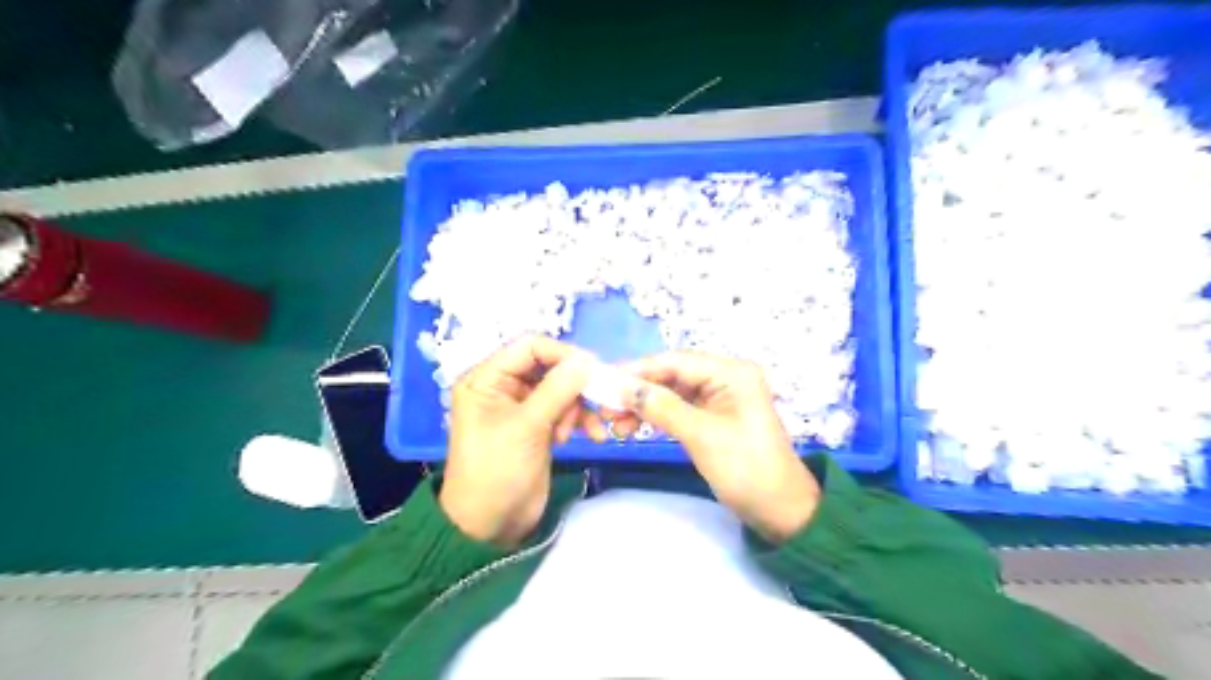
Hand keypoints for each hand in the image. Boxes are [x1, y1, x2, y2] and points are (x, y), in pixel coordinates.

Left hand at [443, 338, 609, 548]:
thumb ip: (557, 390)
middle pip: (549, 367)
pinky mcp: (538, 426)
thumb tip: (587, 361)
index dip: (563, 353)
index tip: (594, 368)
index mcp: (487, 379)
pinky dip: (579, 420)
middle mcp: (503, 386)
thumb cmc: (497, 471)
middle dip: (574, 384)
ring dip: (578, 406)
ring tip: (582, 432)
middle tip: (599, 399)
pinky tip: (591, 436)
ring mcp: (522, 407)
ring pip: (561, 389)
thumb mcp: (526, 427)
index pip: (529, 347)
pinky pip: (564, 410)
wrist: (491, 526)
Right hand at [611, 351, 817, 542]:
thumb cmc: (746, 469)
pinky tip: (635, 427)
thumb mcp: (701, 436)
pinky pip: (679, 407)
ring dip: (644, 405)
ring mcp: (720, 396)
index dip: (638, 371)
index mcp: (731, 372)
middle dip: (638, 391)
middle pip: (671, 374)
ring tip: (615, 425)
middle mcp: (726, 376)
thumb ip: (661, 407)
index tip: (603, 384)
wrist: (781, 511)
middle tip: (606, 410)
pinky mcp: (715, 415)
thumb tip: (622, 388)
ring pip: (672, 392)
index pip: (675, 361)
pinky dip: (657, 416)